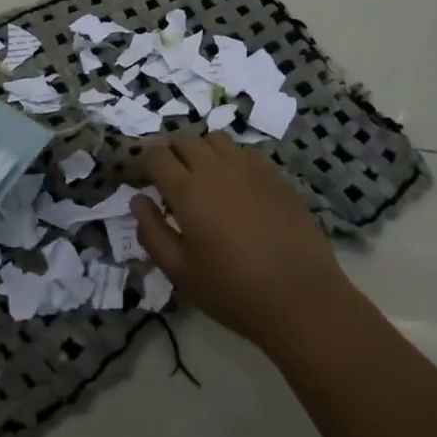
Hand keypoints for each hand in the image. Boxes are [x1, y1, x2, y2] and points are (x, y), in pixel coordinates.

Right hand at [131, 132, 355, 354]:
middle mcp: (216, 168)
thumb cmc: (232, 291)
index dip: (140, 161)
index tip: (136, 176)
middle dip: (167, 151)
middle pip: (184, 139)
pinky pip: (243, 151)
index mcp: (188, 191)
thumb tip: (138, 201)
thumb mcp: (179, 272)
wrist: (300, 297)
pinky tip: (232, 182)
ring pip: (214, 139)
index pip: (155, 156)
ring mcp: (249, 168)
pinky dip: (228, 158)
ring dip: (199, 149)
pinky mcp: (274, 175)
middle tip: (164, 175)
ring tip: (198, 174)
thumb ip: (151, 232)